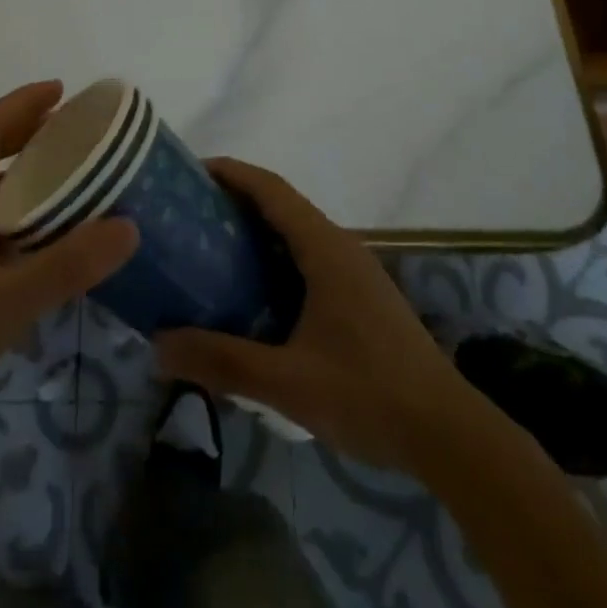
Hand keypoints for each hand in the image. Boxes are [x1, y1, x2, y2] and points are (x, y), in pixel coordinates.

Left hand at [0, 82, 137, 445]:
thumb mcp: (6, 301)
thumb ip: (68, 264)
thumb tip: (129, 226)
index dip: (24, 102)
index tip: (63, 90)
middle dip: (28, 133)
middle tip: (77, 132)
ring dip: (23, 175)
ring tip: (69, 178)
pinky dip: (16, 213)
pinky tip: (42, 238)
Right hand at [156, 158, 467, 474]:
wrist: (449, 435)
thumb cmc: (368, 394)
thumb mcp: (288, 382)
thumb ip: (222, 361)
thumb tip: (157, 346)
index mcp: (325, 248)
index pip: (271, 189)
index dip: (231, 172)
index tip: (190, 172)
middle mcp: (341, 247)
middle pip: (282, 205)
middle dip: (235, 201)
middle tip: (187, 216)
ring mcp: (355, 272)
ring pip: (296, 234)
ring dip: (256, 231)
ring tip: (209, 250)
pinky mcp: (360, 297)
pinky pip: (308, 259)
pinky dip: (275, 259)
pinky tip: (253, 295)